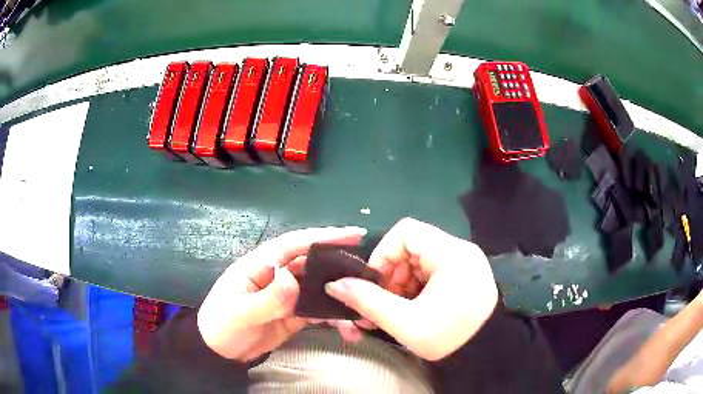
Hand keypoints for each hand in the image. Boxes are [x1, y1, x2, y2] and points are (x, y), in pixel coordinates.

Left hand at [197, 226, 366, 360]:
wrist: (219, 352)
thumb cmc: (221, 326)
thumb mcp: (240, 313)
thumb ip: (266, 298)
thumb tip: (291, 277)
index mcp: (261, 265)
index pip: (295, 244)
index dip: (324, 236)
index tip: (355, 233)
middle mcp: (278, 276)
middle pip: (314, 265)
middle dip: (342, 270)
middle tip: (371, 278)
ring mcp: (288, 296)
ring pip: (321, 290)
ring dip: (342, 300)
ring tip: (365, 314)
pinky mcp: (294, 314)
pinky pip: (319, 312)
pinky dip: (335, 319)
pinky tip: (349, 330)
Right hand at [325, 217, 498, 360]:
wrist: (484, 353)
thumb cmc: (448, 338)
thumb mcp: (405, 323)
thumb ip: (367, 301)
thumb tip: (334, 285)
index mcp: (451, 254)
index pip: (406, 232)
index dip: (383, 254)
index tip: (375, 283)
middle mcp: (460, 250)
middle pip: (412, 247)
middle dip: (391, 274)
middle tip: (385, 303)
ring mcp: (464, 262)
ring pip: (419, 259)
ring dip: (402, 282)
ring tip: (398, 309)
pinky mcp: (465, 273)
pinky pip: (431, 270)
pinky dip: (416, 286)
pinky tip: (414, 307)